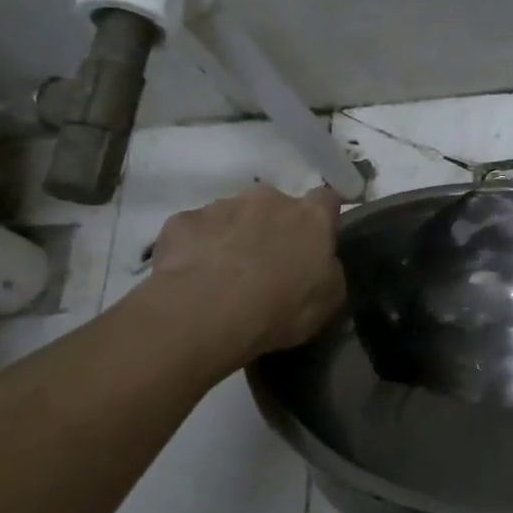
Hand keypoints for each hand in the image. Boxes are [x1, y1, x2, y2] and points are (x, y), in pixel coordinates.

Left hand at [127, 185, 345, 368]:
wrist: (207, 313)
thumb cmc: (280, 308)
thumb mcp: (328, 300)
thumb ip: (329, 271)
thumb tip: (323, 263)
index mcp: (310, 217)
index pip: (326, 198)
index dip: (323, 214)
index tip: (318, 236)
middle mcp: (269, 200)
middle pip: (275, 205)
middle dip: (272, 226)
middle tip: (265, 263)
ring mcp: (222, 206)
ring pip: (232, 215)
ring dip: (233, 235)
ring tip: (223, 274)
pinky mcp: (183, 221)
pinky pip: (194, 230)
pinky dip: (195, 247)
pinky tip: (191, 276)